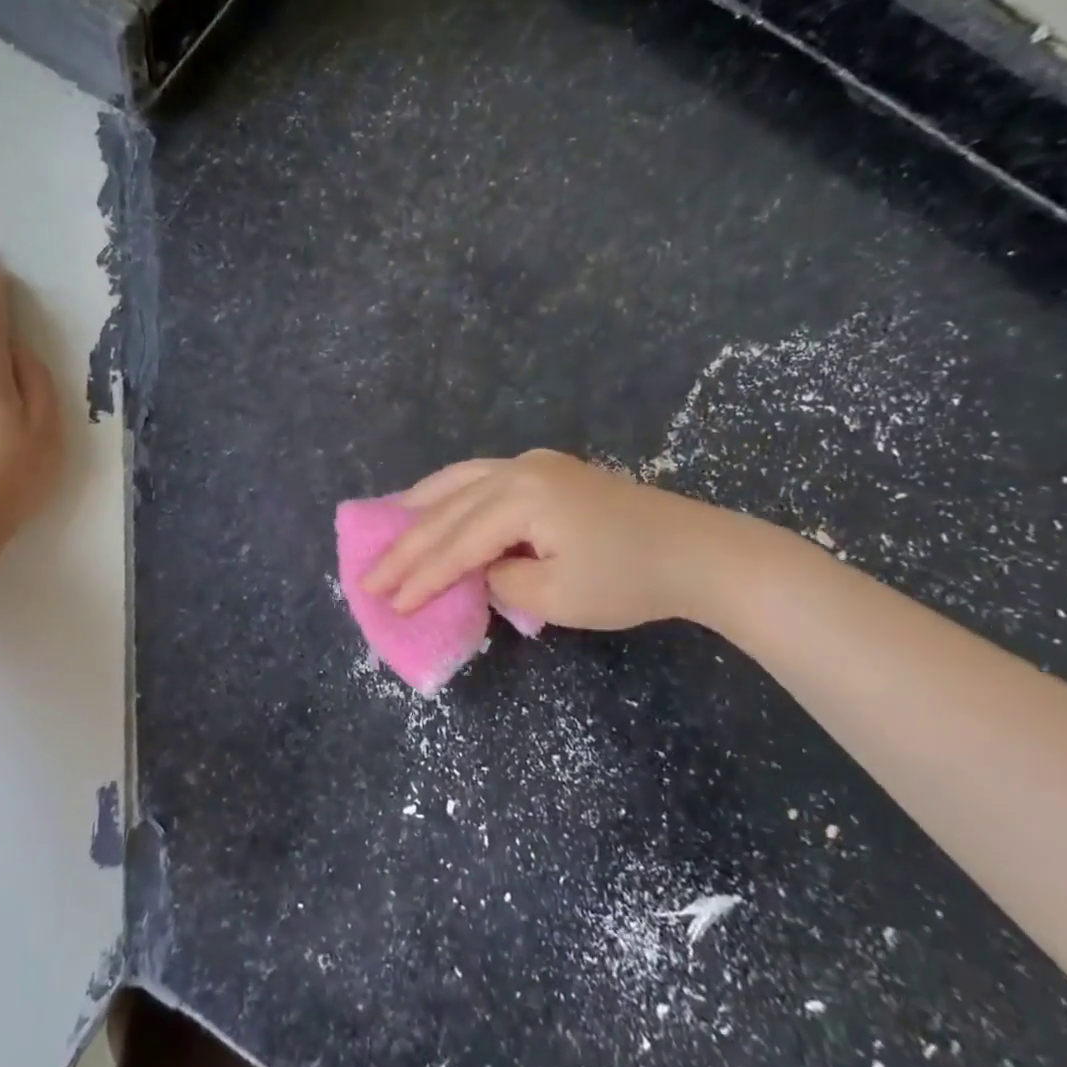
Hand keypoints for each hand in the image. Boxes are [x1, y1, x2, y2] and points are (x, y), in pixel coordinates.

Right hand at [362, 449, 724, 630]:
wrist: (698, 553)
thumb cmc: (630, 580)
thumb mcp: (557, 596)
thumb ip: (499, 580)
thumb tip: (477, 570)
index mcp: (522, 497)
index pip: (457, 544)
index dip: (420, 577)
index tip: (388, 603)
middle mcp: (519, 469)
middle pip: (448, 510)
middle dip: (407, 546)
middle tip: (368, 574)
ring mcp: (533, 463)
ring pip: (458, 481)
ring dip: (419, 508)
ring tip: (385, 526)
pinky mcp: (546, 470)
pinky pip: (480, 477)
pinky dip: (449, 493)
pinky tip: (432, 502)